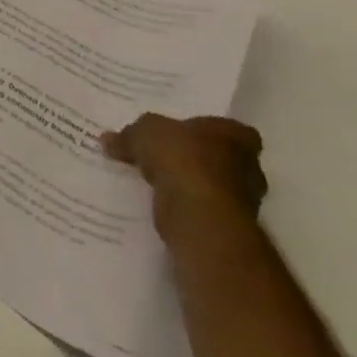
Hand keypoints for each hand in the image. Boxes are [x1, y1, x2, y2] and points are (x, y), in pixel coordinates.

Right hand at [101, 113, 266, 244]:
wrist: (198, 215)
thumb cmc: (181, 158)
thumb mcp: (142, 133)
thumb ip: (129, 135)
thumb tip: (108, 139)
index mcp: (236, 136)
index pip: (231, 129)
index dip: (209, 130)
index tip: (186, 133)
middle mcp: (248, 168)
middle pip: (223, 158)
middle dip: (198, 159)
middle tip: (165, 155)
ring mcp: (242, 201)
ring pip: (212, 186)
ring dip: (190, 185)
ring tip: (155, 180)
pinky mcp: (227, 227)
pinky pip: (201, 209)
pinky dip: (185, 207)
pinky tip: (159, 202)